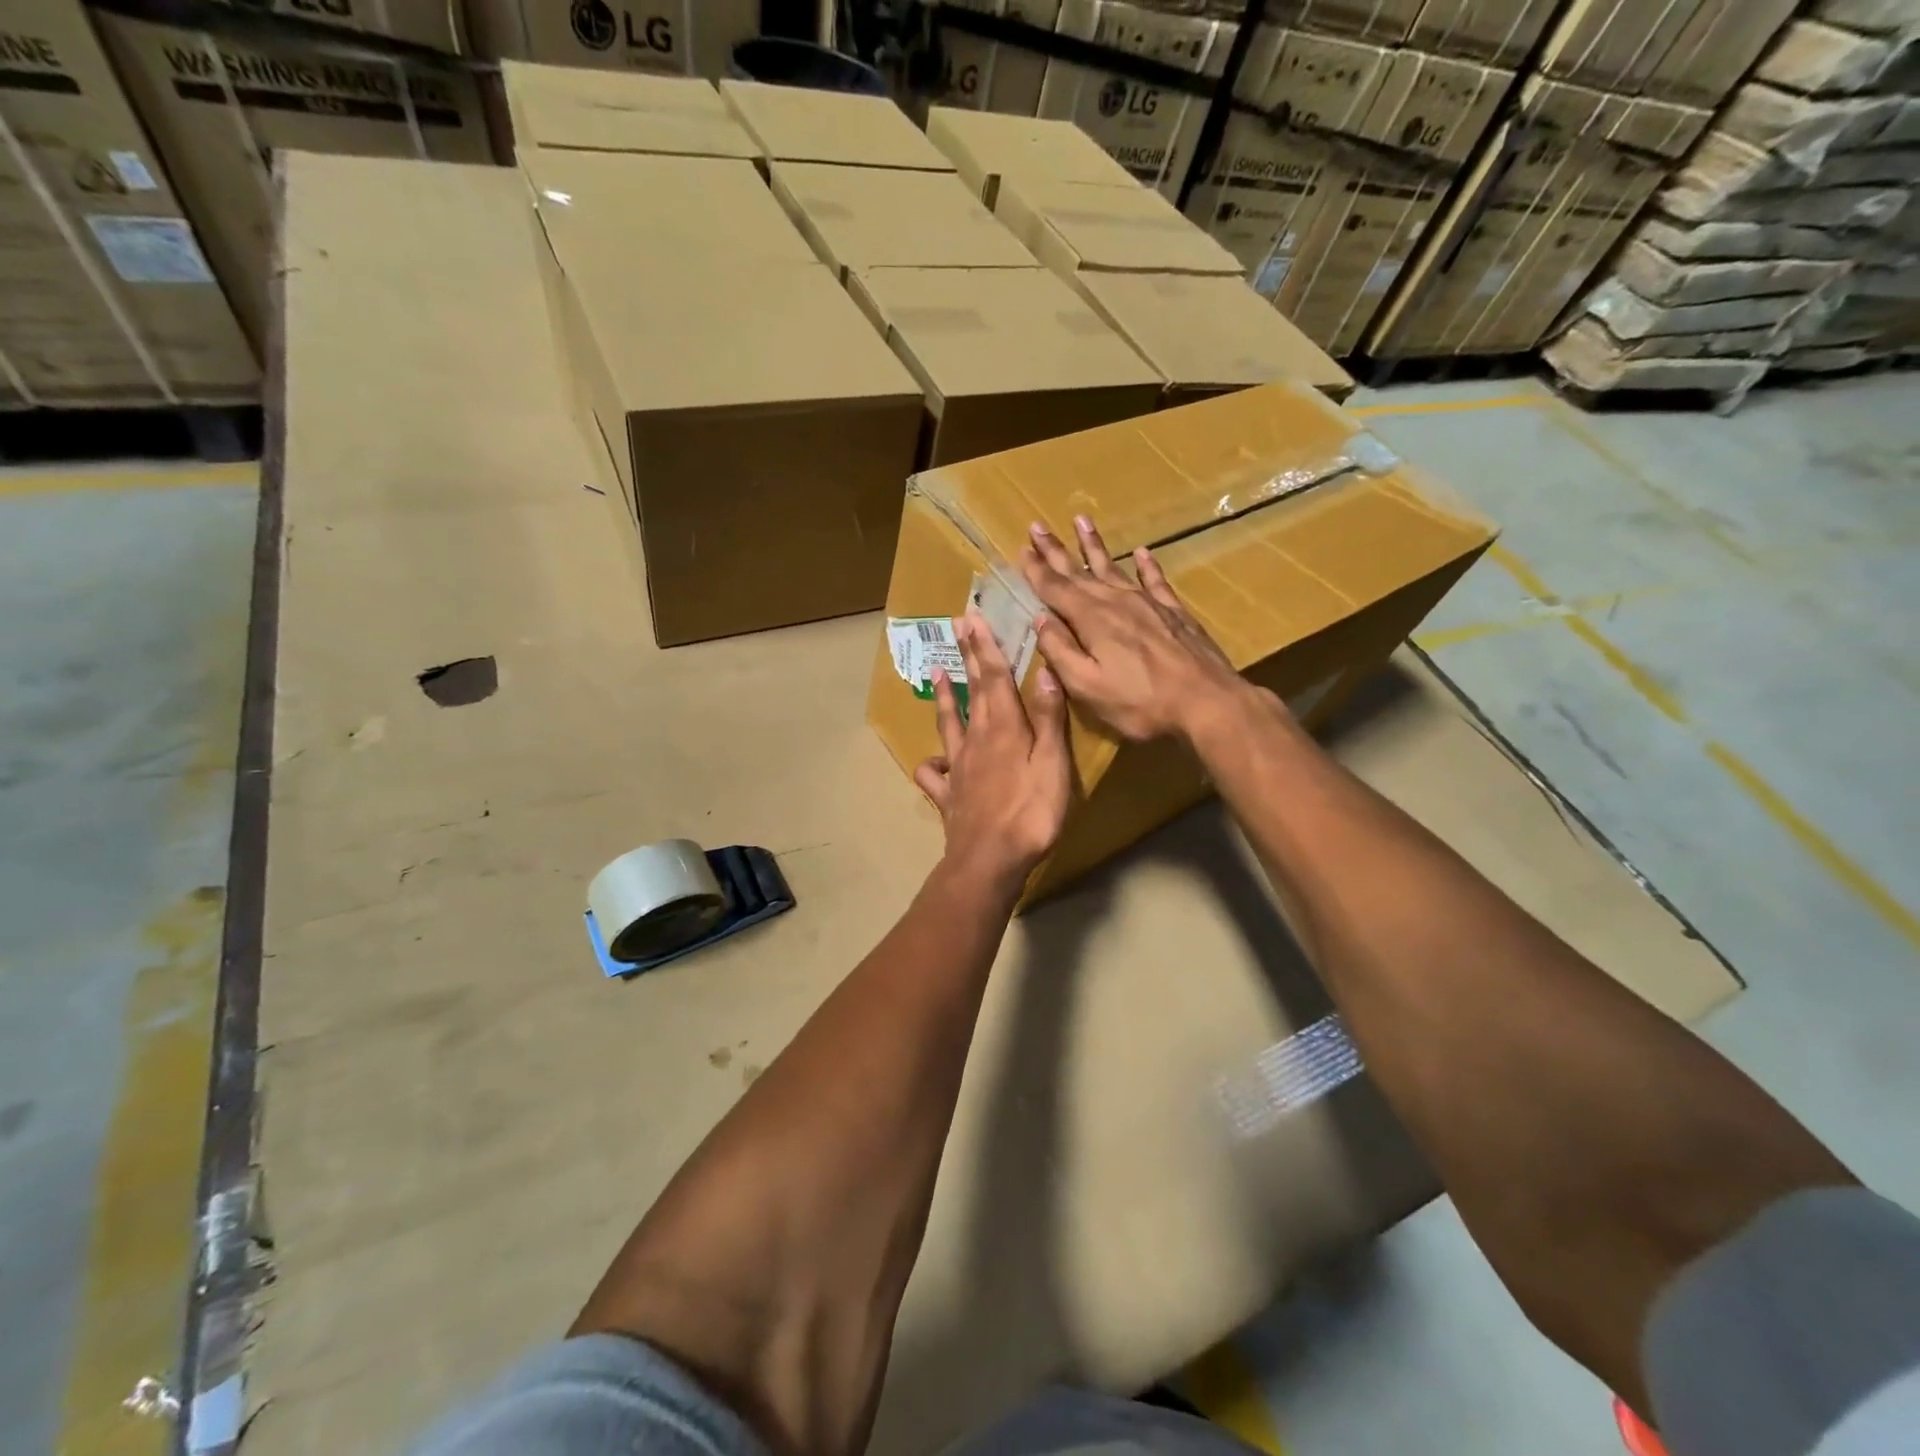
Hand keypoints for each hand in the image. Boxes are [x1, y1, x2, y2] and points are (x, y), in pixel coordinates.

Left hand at [913, 610, 1070, 887]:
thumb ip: (1049, 719)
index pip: (994, 678)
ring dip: (943, 696)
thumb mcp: (1053, 763)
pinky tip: (933, 762)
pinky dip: (931, 764)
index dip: (986, 647)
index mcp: (1004, 728)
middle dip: (967, 658)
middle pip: (972, 691)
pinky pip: (934, 774)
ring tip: (934, 673)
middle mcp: (976, 739)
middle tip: (957, 628)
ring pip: (948, 723)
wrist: (990, 859)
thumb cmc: (1031, 811)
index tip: (974, 619)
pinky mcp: (948, 795)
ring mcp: (958, 767)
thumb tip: (1045, 672)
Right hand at [1021, 516, 1246, 742]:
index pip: (1055, 588)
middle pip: (1080, 571)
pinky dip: (1146, 565)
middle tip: (1037, 527)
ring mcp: (1148, 603)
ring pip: (1115, 566)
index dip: (1036, 570)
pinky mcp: (1174, 612)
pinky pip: (1155, 580)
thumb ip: (1060, 651)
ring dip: (1094, 546)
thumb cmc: (1140, 703)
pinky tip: (1142, 552)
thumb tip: (1039, 619)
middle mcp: (1117, 601)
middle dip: (1055, 550)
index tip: (1021, 549)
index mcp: (1091, 619)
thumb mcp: (1087, 686)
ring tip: (1081, 521)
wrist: (1207, 702)